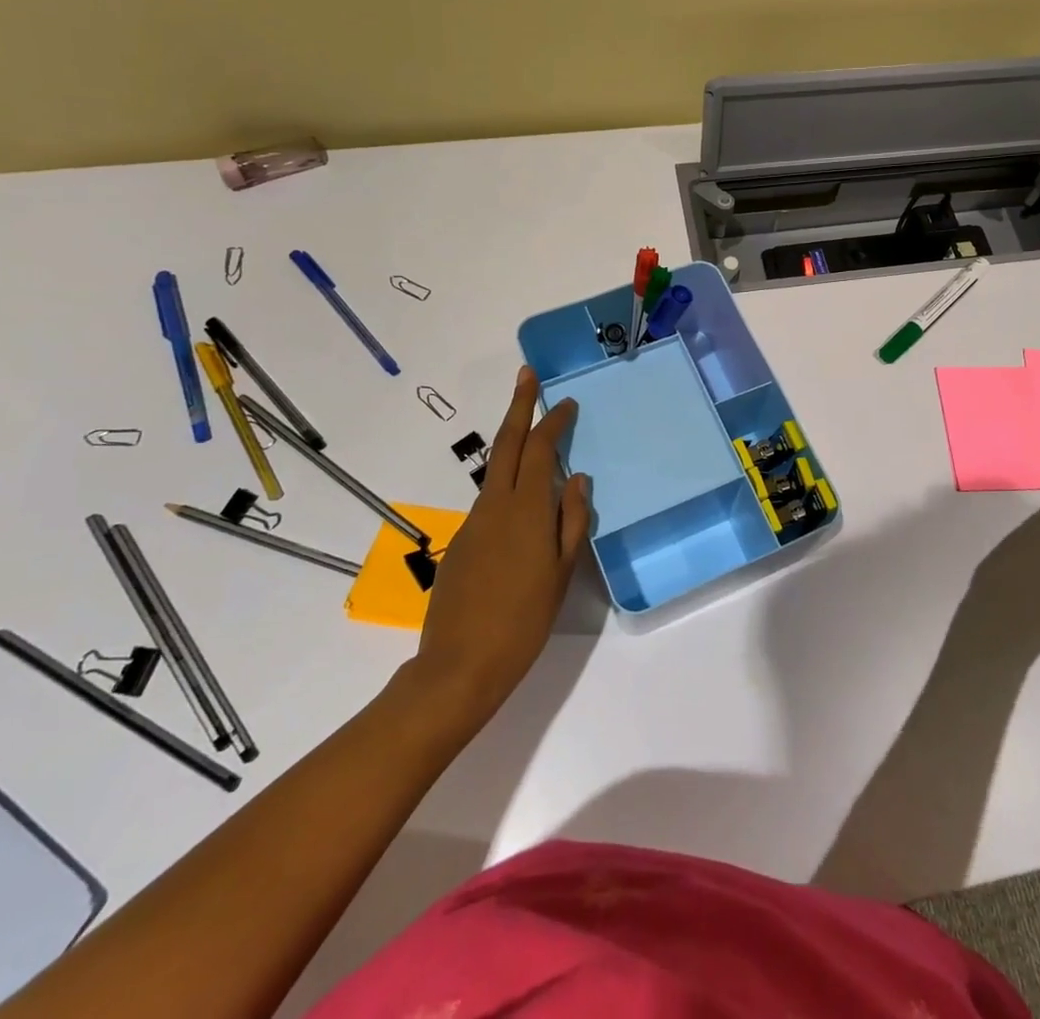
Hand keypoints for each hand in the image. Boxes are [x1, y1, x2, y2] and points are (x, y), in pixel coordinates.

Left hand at [409, 366, 591, 730]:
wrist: (460, 665)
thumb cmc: (524, 619)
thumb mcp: (562, 571)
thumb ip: (572, 520)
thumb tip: (578, 479)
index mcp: (525, 509)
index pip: (539, 450)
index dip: (552, 422)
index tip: (566, 403)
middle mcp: (494, 505)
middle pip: (506, 444)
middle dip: (518, 406)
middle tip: (526, 375)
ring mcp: (473, 523)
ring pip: (495, 472)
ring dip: (512, 446)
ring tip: (532, 435)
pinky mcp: (460, 542)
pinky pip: (489, 502)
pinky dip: (506, 486)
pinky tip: (520, 507)